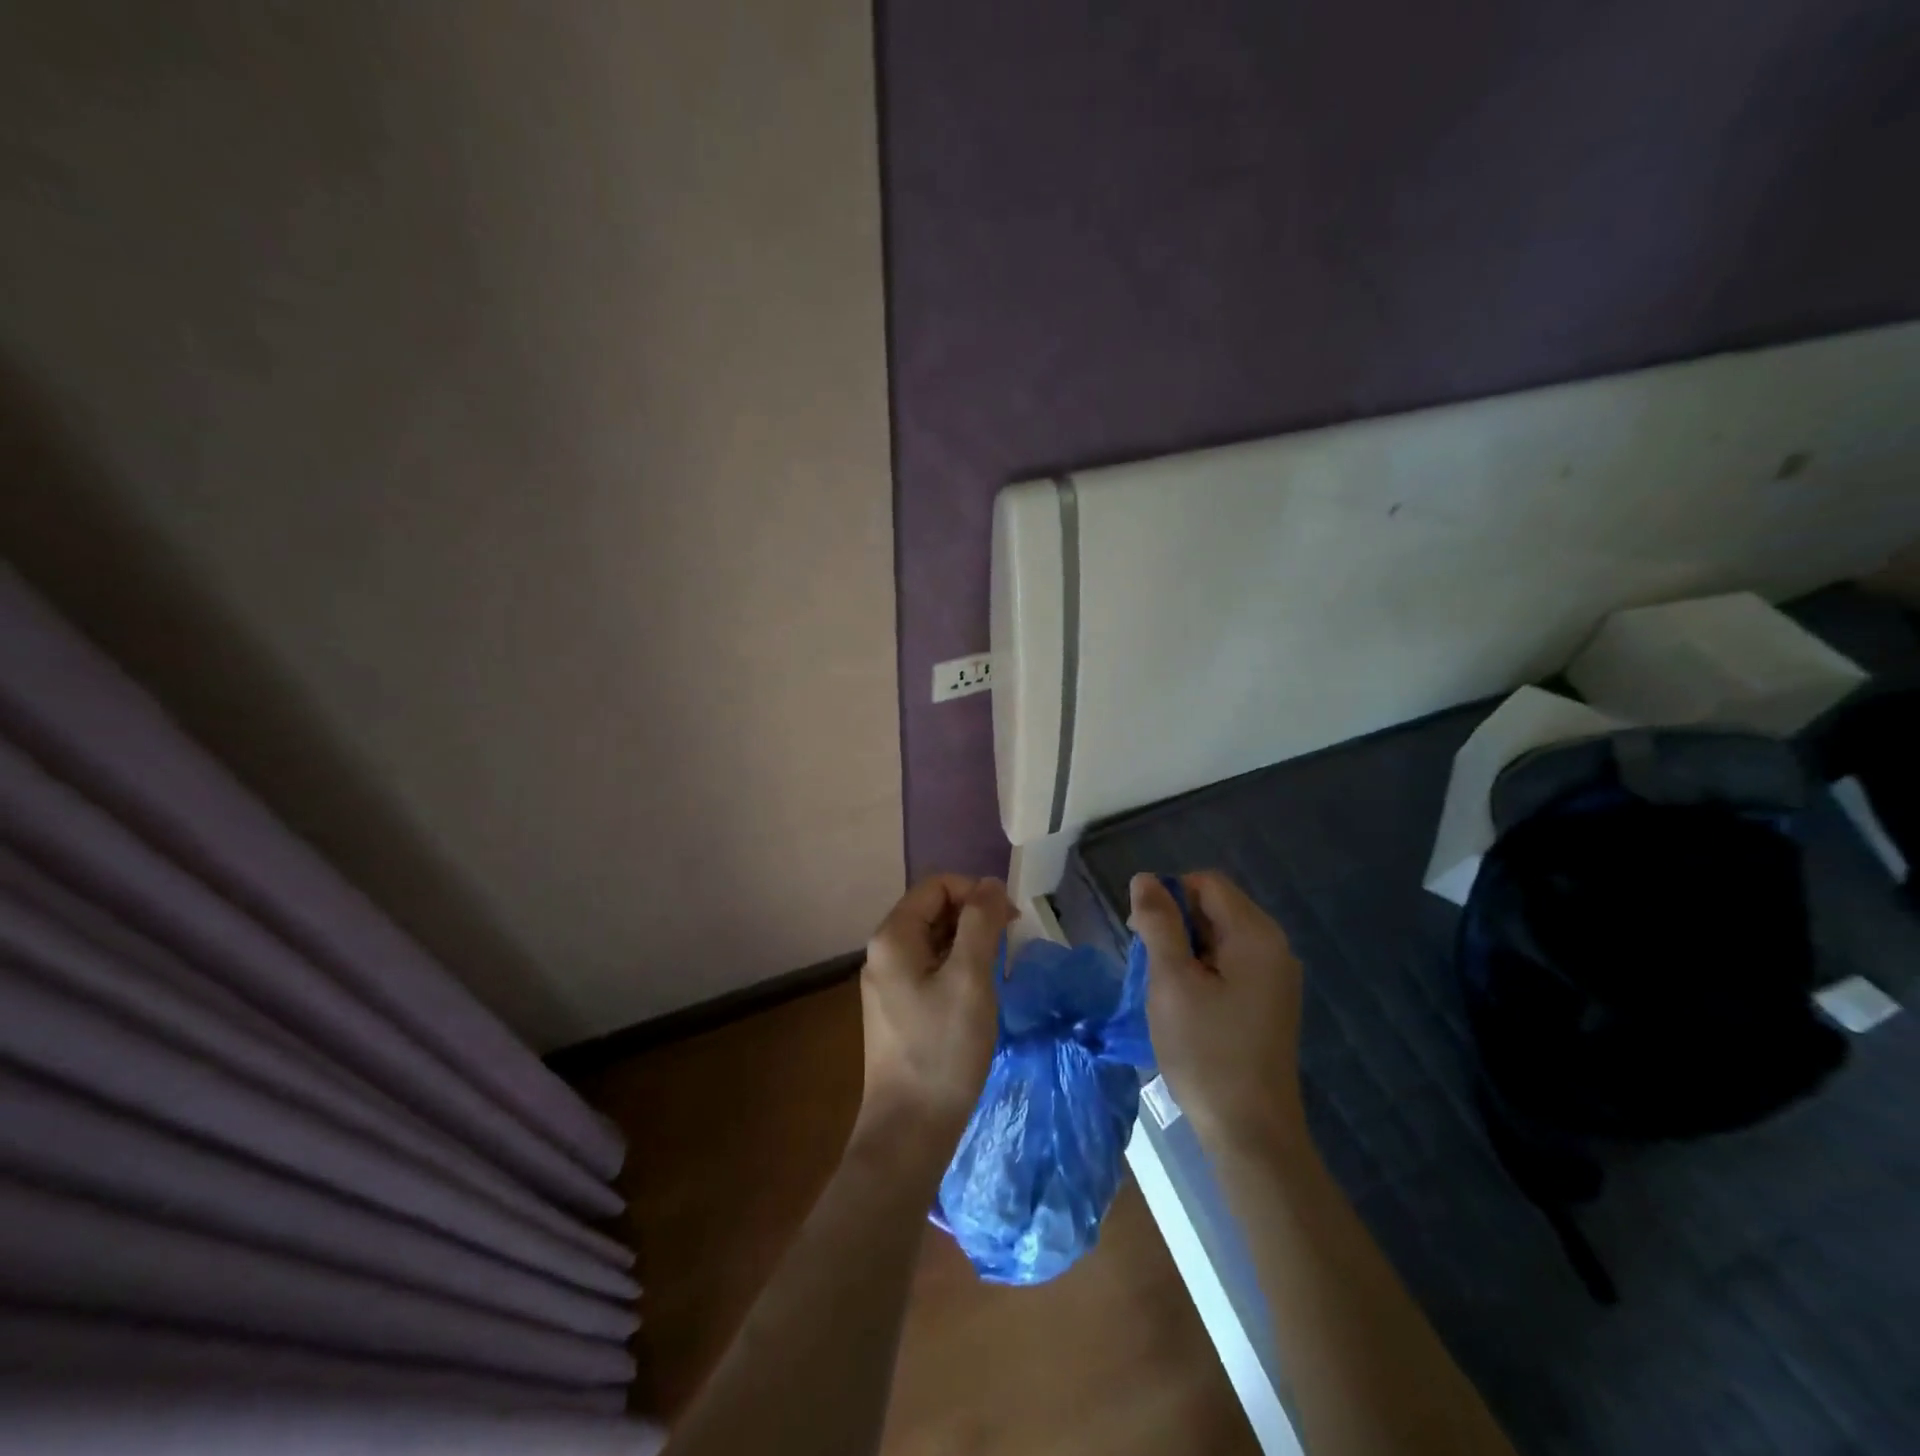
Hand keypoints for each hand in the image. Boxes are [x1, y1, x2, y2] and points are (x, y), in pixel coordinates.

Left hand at [855, 875, 1015, 1156]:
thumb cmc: (942, 1049)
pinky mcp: (896, 1010)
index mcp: (893, 937)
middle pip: (933, 911)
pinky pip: (929, 970)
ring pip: (934, 942)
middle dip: (974, 918)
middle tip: (1008, 947)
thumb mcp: (970, 978)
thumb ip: (981, 923)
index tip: (1010, 920)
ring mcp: (887, 984)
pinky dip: (957, 970)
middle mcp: (883, 953)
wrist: (909, 1131)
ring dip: (969, 945)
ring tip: (997, 973)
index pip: (937, 886)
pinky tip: (978, 997)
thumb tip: (991, 884)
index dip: (975, 892)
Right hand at [1129, 871, 1305, 1152]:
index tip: (1141, 933)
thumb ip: (1158, 923)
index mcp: (1255, 935)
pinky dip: (1203, 971)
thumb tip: (1144, 878)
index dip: (1168, 896)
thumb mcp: (1172, 981)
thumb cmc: (1206, 1051)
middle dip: (1176, 925)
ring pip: (1219, 937)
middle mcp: (1273, 947)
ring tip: (1166, 989)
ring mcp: (1275, 977)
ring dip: (1186, 950)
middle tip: (1151, 966)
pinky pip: (1230, 964)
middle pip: (1215, 907)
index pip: (1206, 883)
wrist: (1251, 1132)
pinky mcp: (1269, 1002)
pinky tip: (1186, 1004)